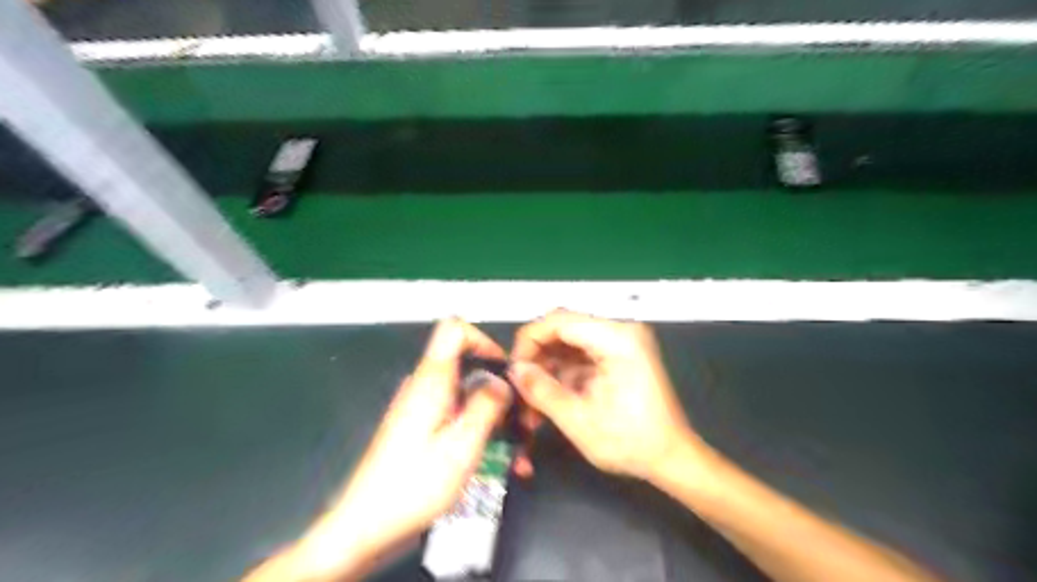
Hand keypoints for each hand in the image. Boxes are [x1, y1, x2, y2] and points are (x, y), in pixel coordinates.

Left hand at [265, 320, 509, 579]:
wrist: (365, 527)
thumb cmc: (414, 485)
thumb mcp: (461, 446)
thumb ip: (486, 405)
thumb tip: (502, 380)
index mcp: (431, 380)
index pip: (454, 329)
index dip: (482, 340)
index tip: (504, 370)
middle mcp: (424, 386)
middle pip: (465, 363)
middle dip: (497, 388)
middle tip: (520, 421)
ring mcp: (420, 407)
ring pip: (464, 394)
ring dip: (491, 415)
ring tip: (514, 452)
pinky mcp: (419, 427)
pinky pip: (454, 414)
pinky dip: (475, 428)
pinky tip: (492, 459)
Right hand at [509, 314, 695, 482]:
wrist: (671, 458)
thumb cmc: (630, 442)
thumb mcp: (578, 419)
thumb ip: (541, 391)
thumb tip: (514, 371)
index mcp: (617, 338)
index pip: (560, 321)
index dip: (529, 340)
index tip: (513, 369)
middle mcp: (620, 331)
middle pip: (563, 329)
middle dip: (537, 357)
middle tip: (519, 386)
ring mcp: (620, 343)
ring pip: (568, 344)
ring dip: (547, 368)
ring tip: (531, 400)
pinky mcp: (618, 356)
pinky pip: (580, 356)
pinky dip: (562, 375)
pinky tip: (549, 398)